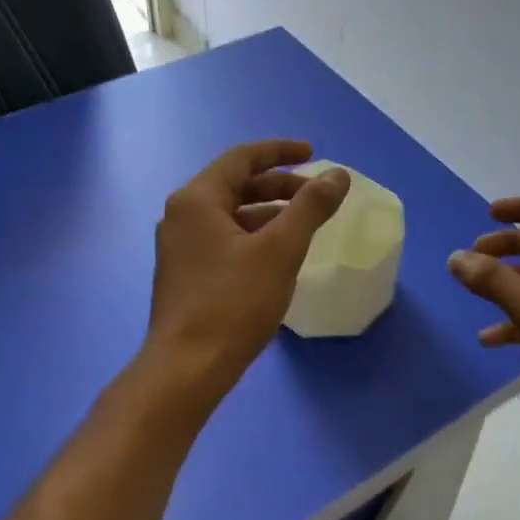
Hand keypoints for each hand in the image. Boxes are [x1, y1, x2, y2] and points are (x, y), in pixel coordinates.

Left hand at [147, 139, 350, 405]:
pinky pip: (225, 238)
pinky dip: (254, 236)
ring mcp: (180, 246)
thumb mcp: (281, 250)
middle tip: (316, 195)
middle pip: (235, 185)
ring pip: (231, 214)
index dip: (280, 151)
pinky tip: (278, 255)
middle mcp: (182, 215)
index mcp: (197, 199)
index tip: (314, 153)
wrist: (187, 368)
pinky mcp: (185, 273)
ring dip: (268, 212)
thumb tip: (338, 175)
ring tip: (304, 224)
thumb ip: (311, 207)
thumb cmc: (233, 302)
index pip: (242, 158)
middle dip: (279, 185)